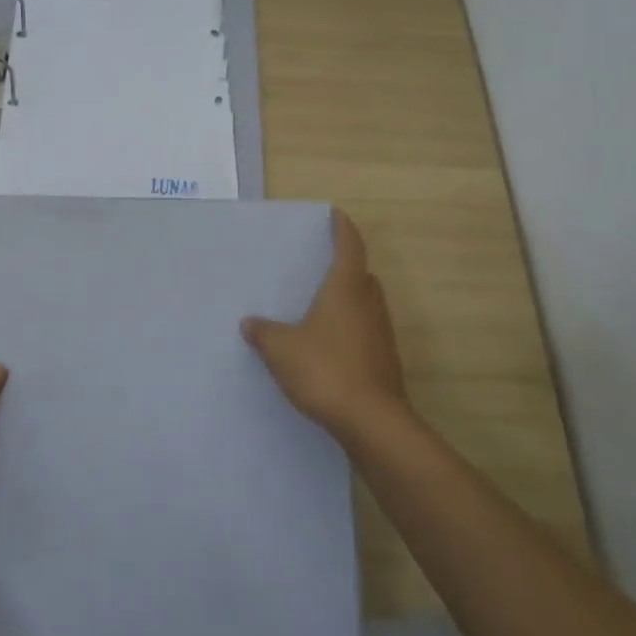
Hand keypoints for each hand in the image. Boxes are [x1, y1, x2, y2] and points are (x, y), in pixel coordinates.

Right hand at [242, 208, 409, 444]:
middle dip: (347, 266)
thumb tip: (250, 323)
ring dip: (350, 299)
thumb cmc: (324, 370)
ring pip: (367, 304)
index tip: (336, 215)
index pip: (349, 247)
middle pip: (362, 275)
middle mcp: (369, 304)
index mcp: (346, 289)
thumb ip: (264, 332)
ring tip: (323, 305)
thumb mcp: (281, 349)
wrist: (371, 421)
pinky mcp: (384, 361)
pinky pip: (366, 331)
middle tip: (324, 264)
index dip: (342, 229)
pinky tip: (330, 344)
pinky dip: (351, 328)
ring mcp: (381, 334)